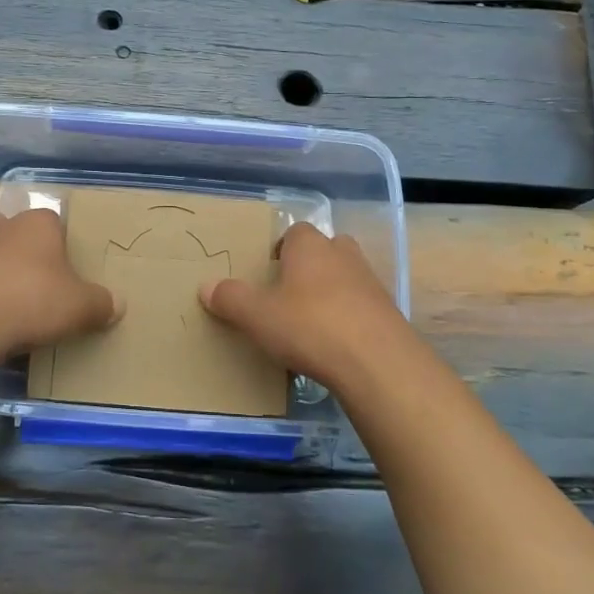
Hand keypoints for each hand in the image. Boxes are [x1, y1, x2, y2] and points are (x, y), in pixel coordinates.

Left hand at [0, 209, 120, 352]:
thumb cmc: (34, 299)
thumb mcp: (81, 307)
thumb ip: (101, 303)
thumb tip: (118, 304)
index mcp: (38, 224)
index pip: (53, 221)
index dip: (62, 242)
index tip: (69, 268)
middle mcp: (4, 229)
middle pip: (15, 230)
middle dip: (24, 249)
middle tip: (40, 278)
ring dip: (1, 273)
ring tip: (18, 304)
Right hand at [199, 223, 413, 394]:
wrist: (377, 362)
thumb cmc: (309, 326)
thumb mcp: (257, 316)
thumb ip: (230, 299)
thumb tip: (205, 287)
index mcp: (310, 246)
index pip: (295, 231)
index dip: (281, 248)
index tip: (268, 271)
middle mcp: (342, 255)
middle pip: (325, 249)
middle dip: (309, 266)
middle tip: (289, 293)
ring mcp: (370, 282)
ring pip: (346, 276)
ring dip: (331, 292)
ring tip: (311, 321)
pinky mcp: (388, 312)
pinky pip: (362, 306)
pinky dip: (349, 317)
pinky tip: (335, 344)